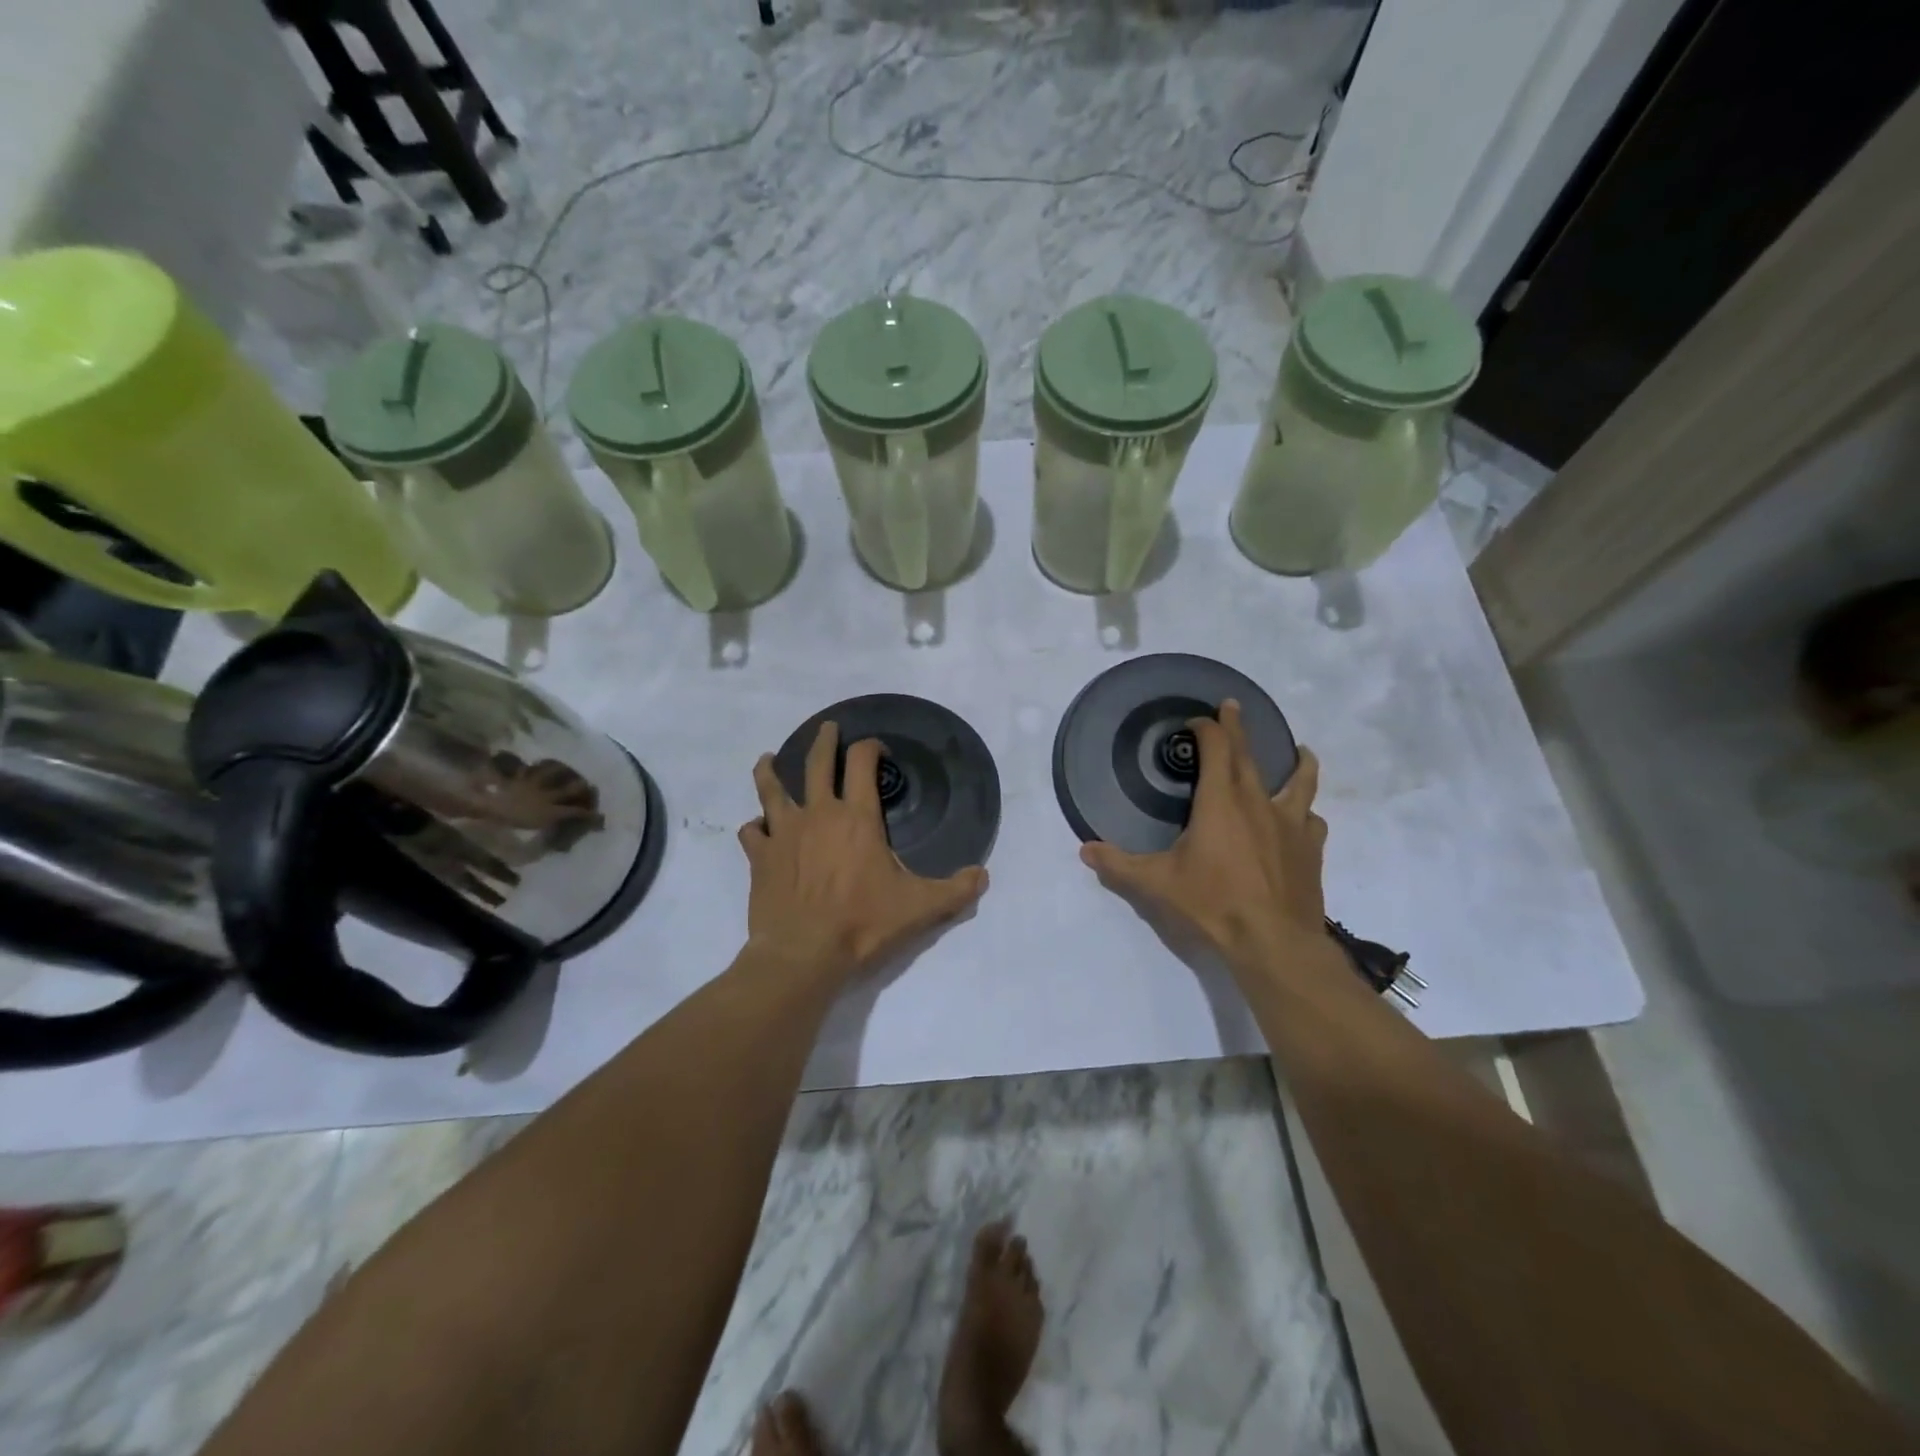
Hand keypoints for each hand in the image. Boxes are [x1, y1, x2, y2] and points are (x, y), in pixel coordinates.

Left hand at [740, 722, 988, 981]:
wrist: (803, 954)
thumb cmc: (863, 924)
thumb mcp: (921, 908)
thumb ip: (956, 890)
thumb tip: (983, 876)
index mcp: (857, 817)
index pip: (862, 763)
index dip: (870, 748)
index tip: (877, 749)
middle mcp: (818, 814)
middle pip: (817, 763)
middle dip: (824, 741)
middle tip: (828, 729)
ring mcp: (784, 833)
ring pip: (771, 789)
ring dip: (770, 770)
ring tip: (768, 759)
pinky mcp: (760, 857)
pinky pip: (752, 832)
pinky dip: (755, 826)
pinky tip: (758, 829)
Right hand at [1080, 701, 1328, 968]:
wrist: (1274, 943)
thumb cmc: (1212, 905)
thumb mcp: (1156, 884)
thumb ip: (1118, 865)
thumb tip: (1085, 850)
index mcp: (1220, 802)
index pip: (1216, 749)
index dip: (1208, 729)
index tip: (1198, 720)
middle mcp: (1258, 803)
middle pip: (1250, 755)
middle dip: (1238, 729)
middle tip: (1233, 708)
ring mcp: (1290, 826)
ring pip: (1300, 782)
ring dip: (1298, 763)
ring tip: (1301, 752)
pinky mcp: (1311, 851)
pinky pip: (1312, 821)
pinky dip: (1307, 813)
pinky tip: (1305, 820)